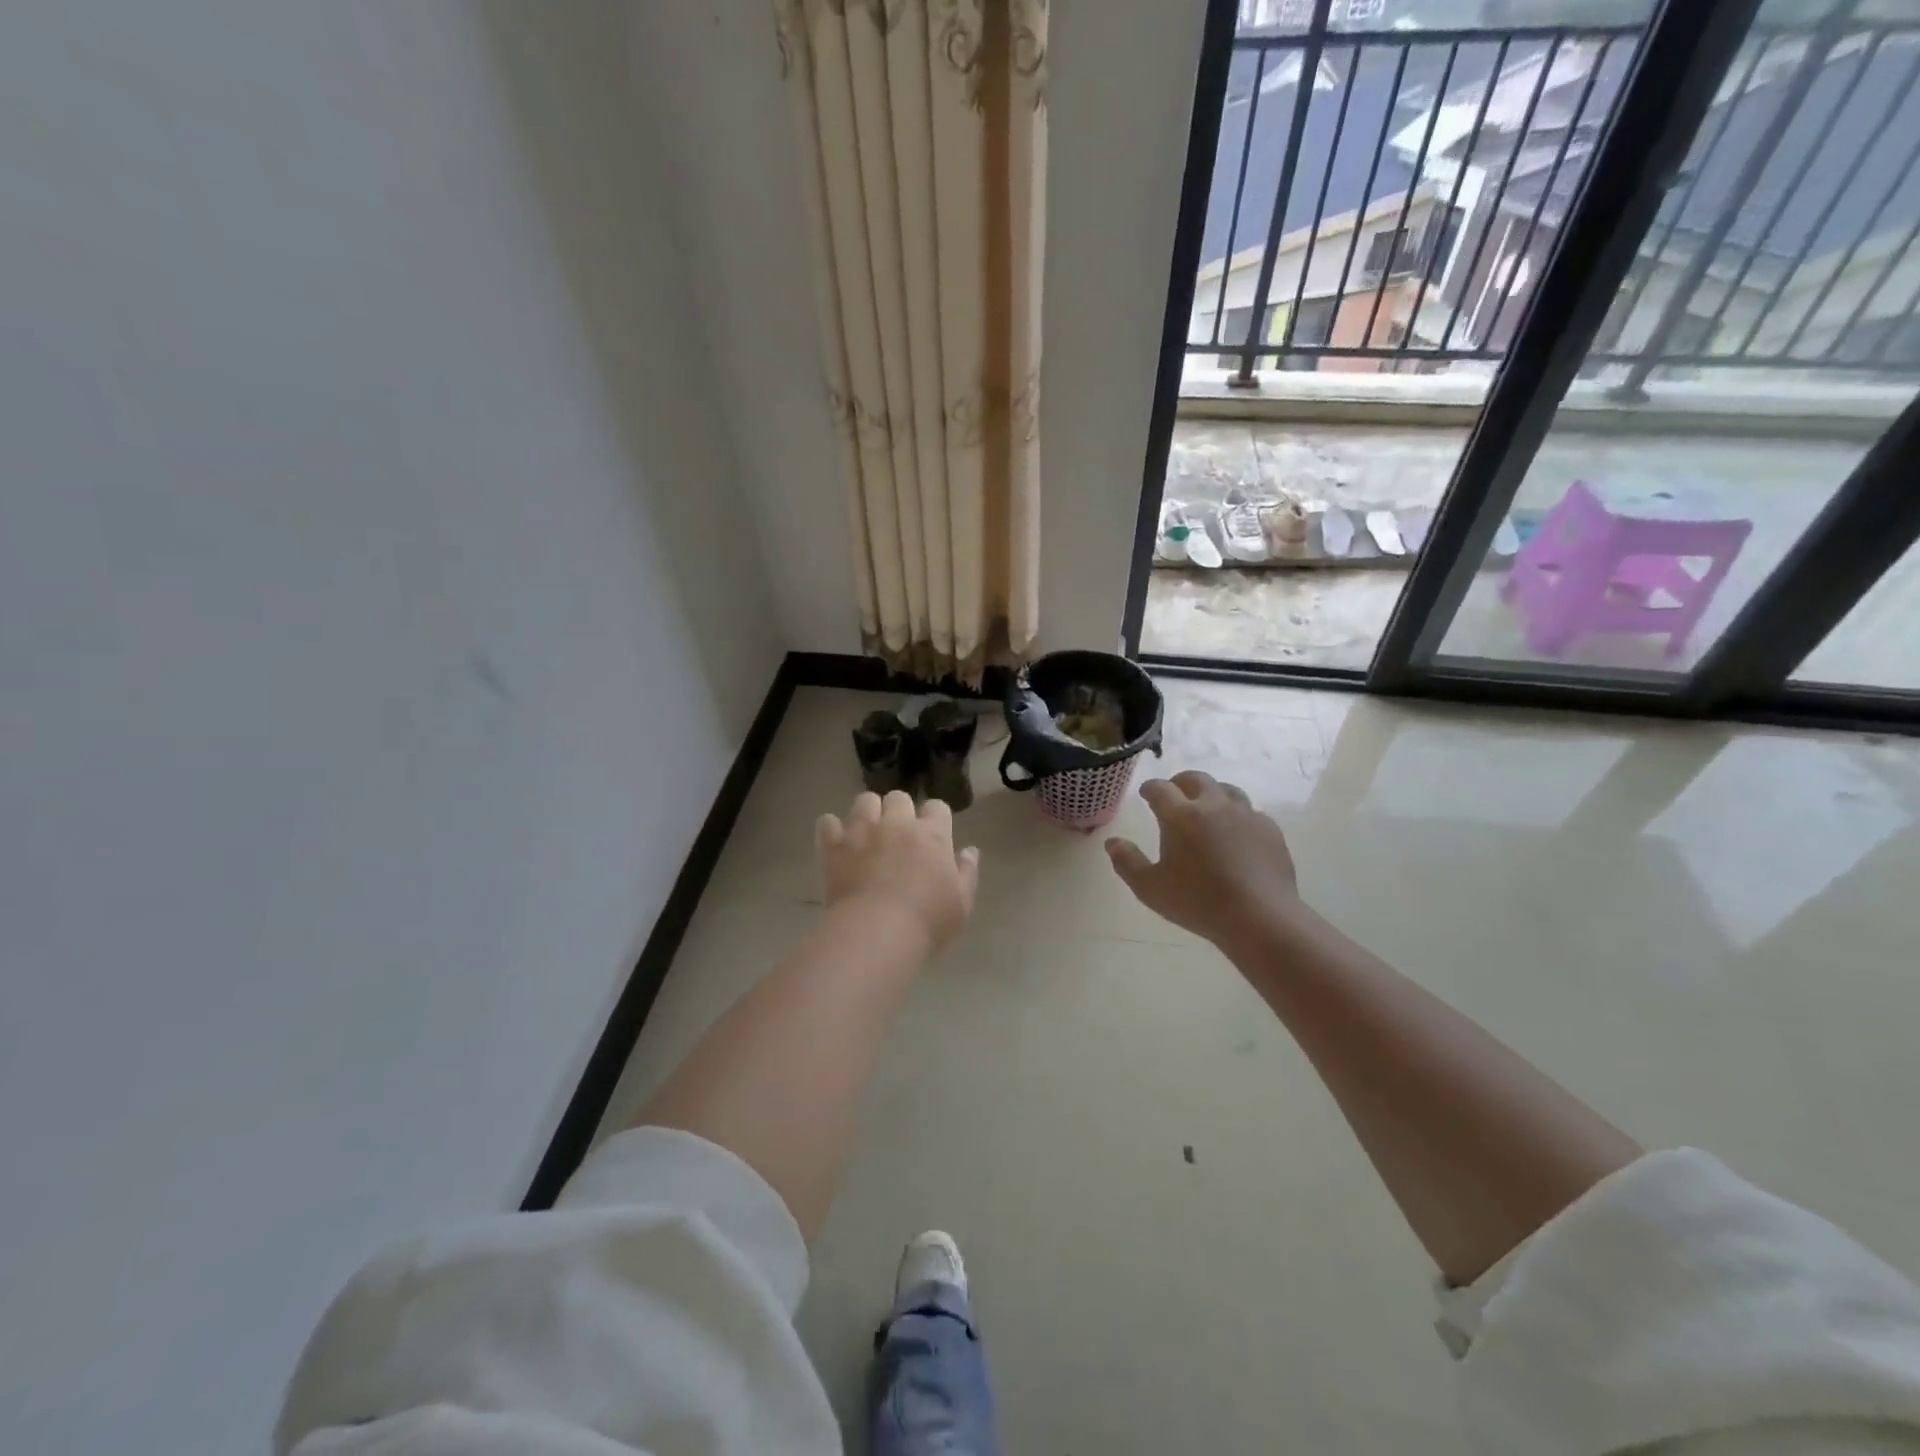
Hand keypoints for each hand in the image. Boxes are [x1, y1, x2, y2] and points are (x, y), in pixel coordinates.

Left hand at [817, 791, 979, 949]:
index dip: (935, 818)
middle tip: (898, 836)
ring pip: (864, 800)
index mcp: (932, 835)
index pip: (937, 807)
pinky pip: (828, 822)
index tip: (933, 835)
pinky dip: (832, 829)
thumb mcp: (962, 903)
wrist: (878, 933)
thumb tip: (970, 851)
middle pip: (899, 797)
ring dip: (868, 813)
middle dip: (899, 811)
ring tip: (868, 833)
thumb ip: (967, 873)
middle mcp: (897, 824)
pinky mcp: (834, 846)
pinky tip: (837, 843)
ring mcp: (863, 831)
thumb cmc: (928, 921)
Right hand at [1105, 771, 1303, 949]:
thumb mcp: (1150, 888)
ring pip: (1226, 790)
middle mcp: (1213, 805)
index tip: (1145, 794)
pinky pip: (1250, 812)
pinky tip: (1235, 833)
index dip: (1149, 788)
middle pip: (1195, 779)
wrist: (1260, 917)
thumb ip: (1127, 862)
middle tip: (1174, 794)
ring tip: (1206, 808)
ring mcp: (1246, 815)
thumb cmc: (1198, 902)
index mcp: (1181, 815)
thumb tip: (1112, 842)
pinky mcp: (1269, 829)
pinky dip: (1237, 815)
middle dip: (1180, 782)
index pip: (1160, 789)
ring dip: (1211, 793)